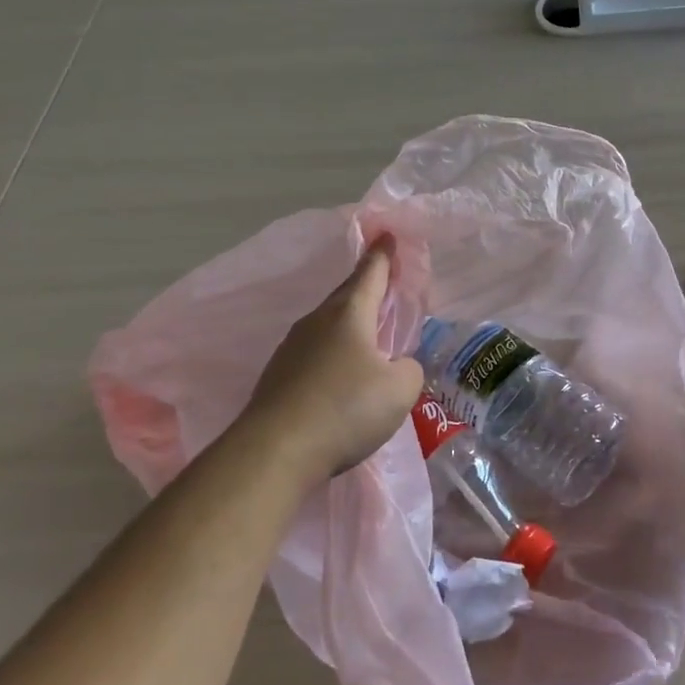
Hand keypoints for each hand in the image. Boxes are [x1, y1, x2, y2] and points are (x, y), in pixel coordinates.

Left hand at [237, 238, 425, 481]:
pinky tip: (342, 377)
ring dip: (350, 326)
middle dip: (367, 288)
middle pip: (347, 296)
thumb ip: (409, 370)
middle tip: (386, 285)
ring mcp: (292, 348)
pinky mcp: (279, 376)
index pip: (371, 273)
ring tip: (369, 337)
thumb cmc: (346, 408)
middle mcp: (318, 322)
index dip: (383, 255)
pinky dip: (334, 355)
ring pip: (329, 326)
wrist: (275, 450)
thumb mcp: (399, 389)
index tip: (386, 234)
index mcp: (350, 314)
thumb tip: (397, 367)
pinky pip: (315, 353)